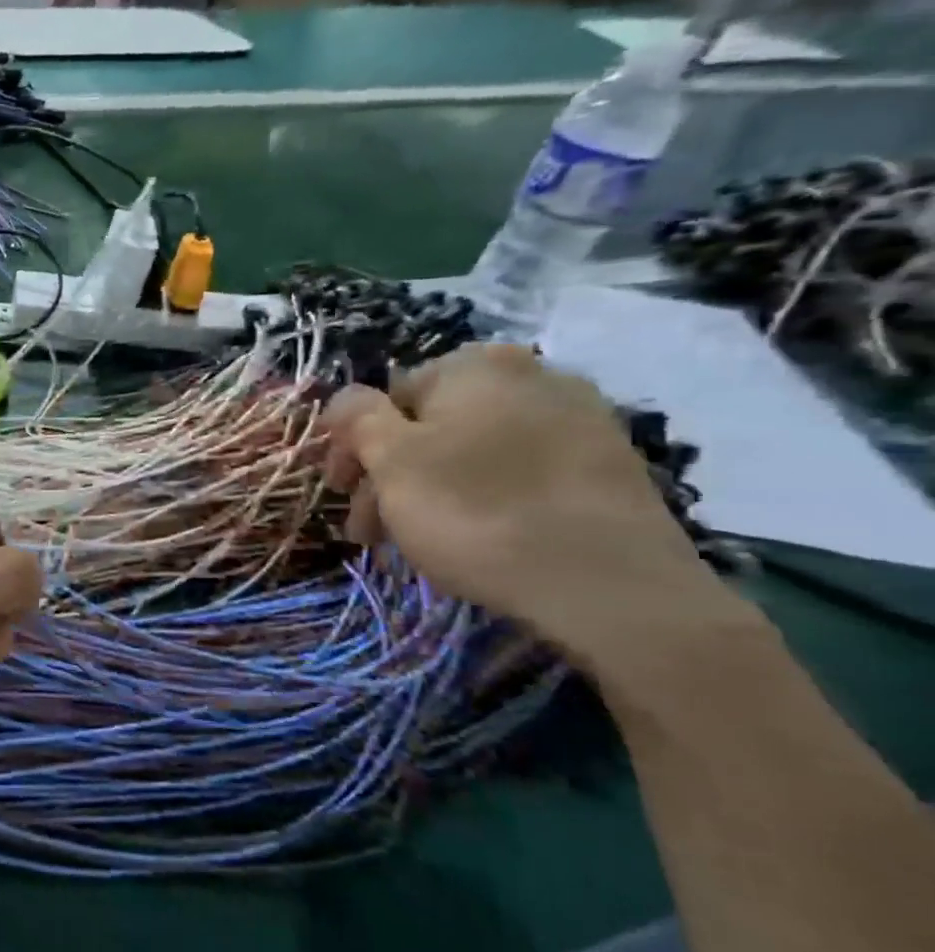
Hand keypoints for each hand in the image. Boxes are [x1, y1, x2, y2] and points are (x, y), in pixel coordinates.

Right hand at [321, 344, 726, 650]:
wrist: (610, 587)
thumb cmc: (477, 512)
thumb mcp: (391, 461)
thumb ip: (356, 416)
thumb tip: (346, 398)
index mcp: (475, 365)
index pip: (386, 398)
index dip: (354, 449)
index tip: (342, 496)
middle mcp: (532, 374)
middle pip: (431, 426)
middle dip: (391, 476)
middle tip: (371, 532)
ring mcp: (580, 419)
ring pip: (474, 451)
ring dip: (432, 490)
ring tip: (418, 544)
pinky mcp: (610, 466)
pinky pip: (521, 473)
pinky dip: (486, 498)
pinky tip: (480, 538)